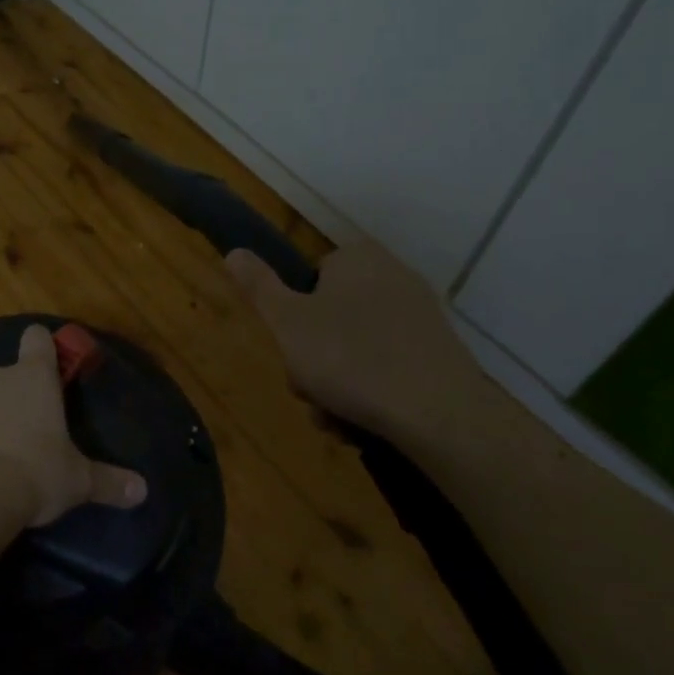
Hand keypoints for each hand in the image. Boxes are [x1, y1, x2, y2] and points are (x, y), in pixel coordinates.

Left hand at [0, 325, 147, 527]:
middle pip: (8, 372)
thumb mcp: (77, 481)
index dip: (43, 348)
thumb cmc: (34, 473)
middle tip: (28, 429)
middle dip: (16, 394)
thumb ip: (109, 481)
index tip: (50, 368)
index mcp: (34, 376)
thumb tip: (143, 491)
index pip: (37, 338)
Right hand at [225, 239, 478, 441]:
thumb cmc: (351, 358)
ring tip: (336, 419)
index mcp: (356, 258)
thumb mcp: (287, 322)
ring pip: (358, 347)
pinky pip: (390, 366)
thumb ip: (258, 285)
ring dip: (338, 383)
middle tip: (311, 391)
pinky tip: (365, 423)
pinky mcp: (440, 352)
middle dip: (315, 359)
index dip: (294, 318)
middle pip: (332, 317)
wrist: (440, 414)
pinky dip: (373, 391)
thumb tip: (234, 251)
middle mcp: (392, 274)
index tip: (293, 351)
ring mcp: (420, 314)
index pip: (310, 279)